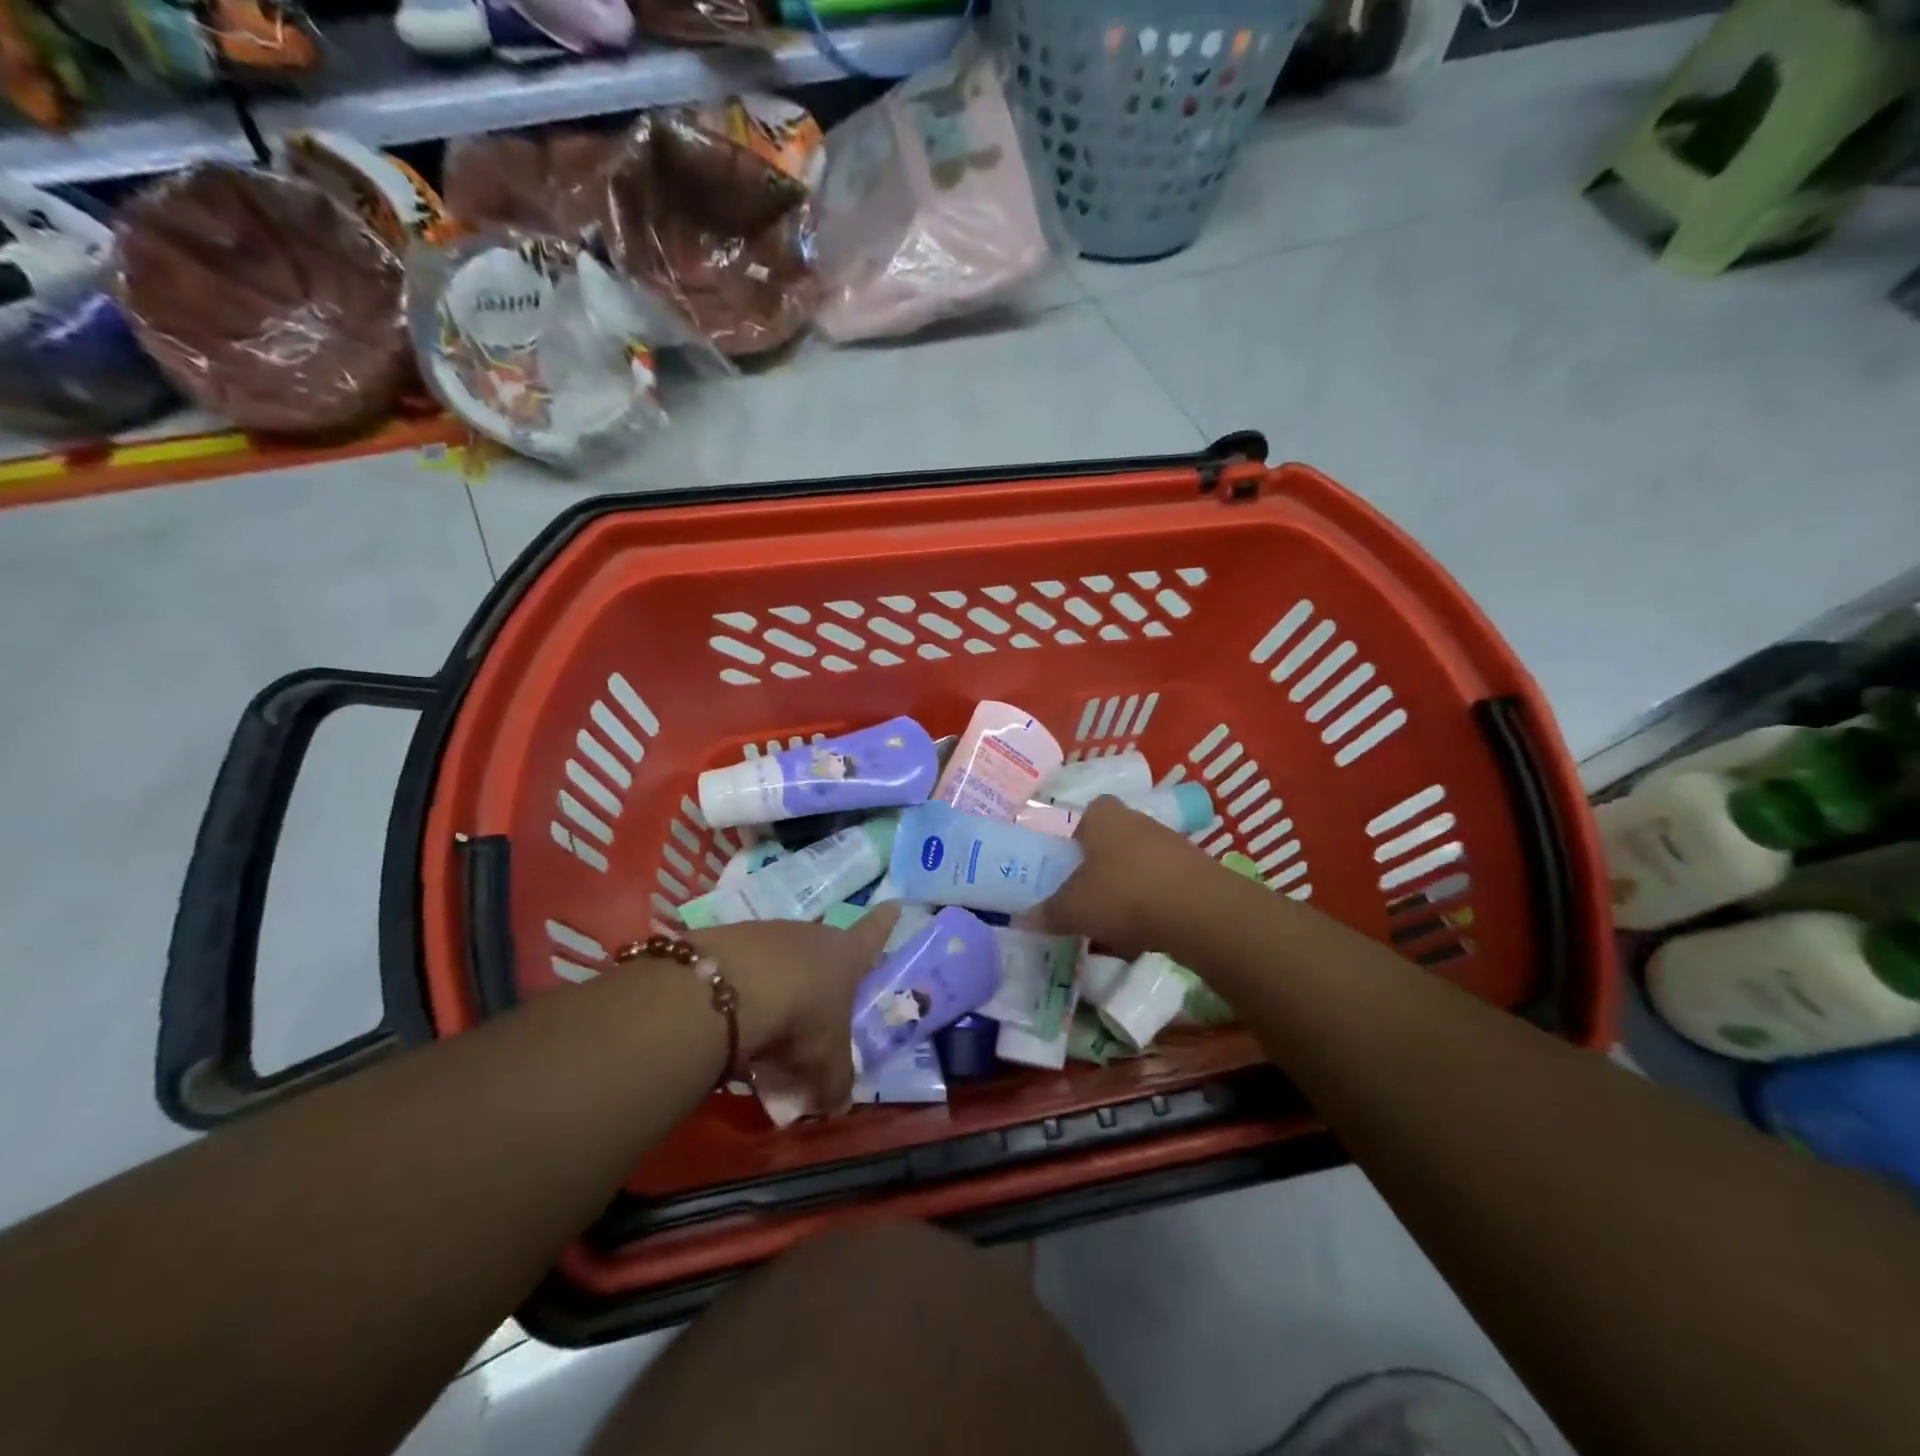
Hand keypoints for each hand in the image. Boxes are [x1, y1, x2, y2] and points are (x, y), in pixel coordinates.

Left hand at [687, 905, 899, 1108]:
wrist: (732, 991)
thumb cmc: (801, 1019)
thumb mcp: (826, 1064)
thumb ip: (836, 1084)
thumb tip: (839, 1105)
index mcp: (847, 956)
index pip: (874, 934)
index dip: (885, 922)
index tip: (894, 903)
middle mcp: (813, 936)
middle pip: (825, 948)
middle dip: (823, 971)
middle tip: (818, 1001)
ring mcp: (771, 931)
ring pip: (783, 957)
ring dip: (781, 981)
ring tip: (769, 1020)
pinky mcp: (732, 938)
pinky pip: (745, 964)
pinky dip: (745, 985)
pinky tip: (735, 1013)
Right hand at [1037, 796, 1216, 956]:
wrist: (1198, 912)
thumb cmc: (1123, 895)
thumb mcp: (1073, 909)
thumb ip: (1047, 912)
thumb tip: (1023, 918)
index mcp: (1104, 817)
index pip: (1089, 812)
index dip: (1078, 836)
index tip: (1070, 864)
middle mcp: (1138, 821)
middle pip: (1115, 839)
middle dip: (1102, 866)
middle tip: (1087, 896)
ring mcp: (1172, 844)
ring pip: (1141, 863)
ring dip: (1129, 887)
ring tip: (1114, 923)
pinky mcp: (1197, 872)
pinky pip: (1165, 886)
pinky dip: (1154, 906)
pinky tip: (1145, 935)